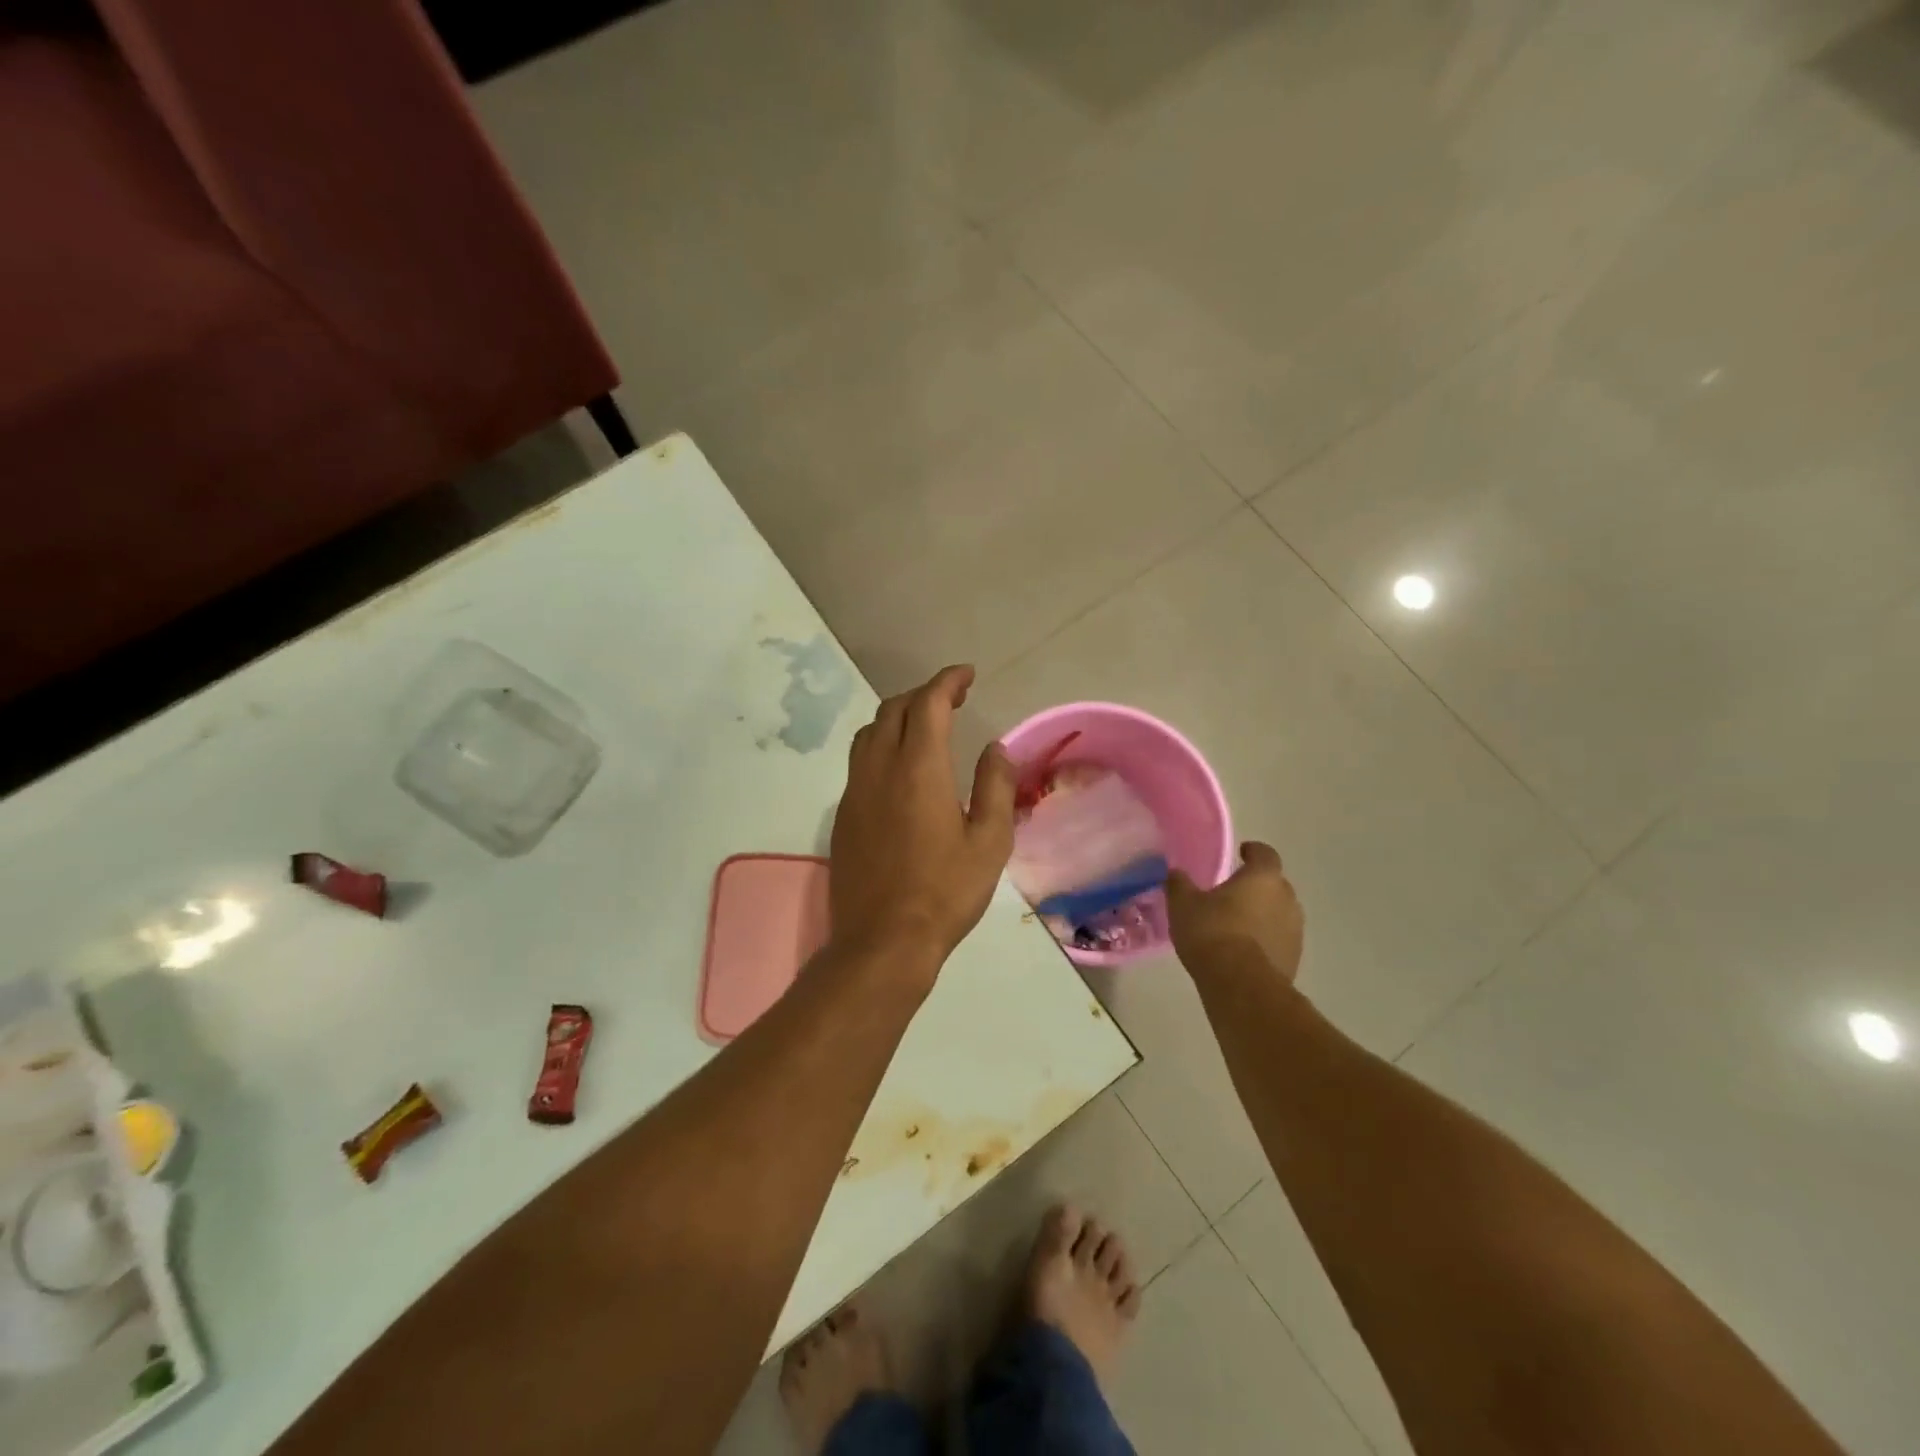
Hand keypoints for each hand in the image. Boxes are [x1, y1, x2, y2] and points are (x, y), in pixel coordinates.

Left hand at [830, 665, 1016, 972]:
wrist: (883, 941)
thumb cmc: (945, 892)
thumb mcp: (989, 841)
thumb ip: (994, 786)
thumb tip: (995, 748)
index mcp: (919, 768)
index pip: (929, 703)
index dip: (947, 681)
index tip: (967, 675)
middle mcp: (879, 769)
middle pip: (893, 710)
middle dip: (923, 695)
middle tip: (951, 700)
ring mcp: (855, 792)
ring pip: (869, 733)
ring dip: (897, 717)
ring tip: (924, 728)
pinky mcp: (842, 816)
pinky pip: (859, 762)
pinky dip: (881, 747)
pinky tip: (899, 771)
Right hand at [1166, 842, 1303, 982]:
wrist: (1241, 985)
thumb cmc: (1212, 932)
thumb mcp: (1183, 904)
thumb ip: (1179, 884)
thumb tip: (1176, 873)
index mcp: (1263, 877)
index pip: (1265, 853)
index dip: (1253, 851)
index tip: (1242, 853)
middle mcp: (1286, 898)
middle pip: (1274, 884)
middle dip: (1256, 886)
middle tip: (1232, 893)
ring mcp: (1295, 930)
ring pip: (1278, 913)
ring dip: (1262, 914)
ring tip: (1236, 924)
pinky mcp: (1294, 959)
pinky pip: (1278, 939)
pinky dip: (1264, 939)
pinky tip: (1243, 950)